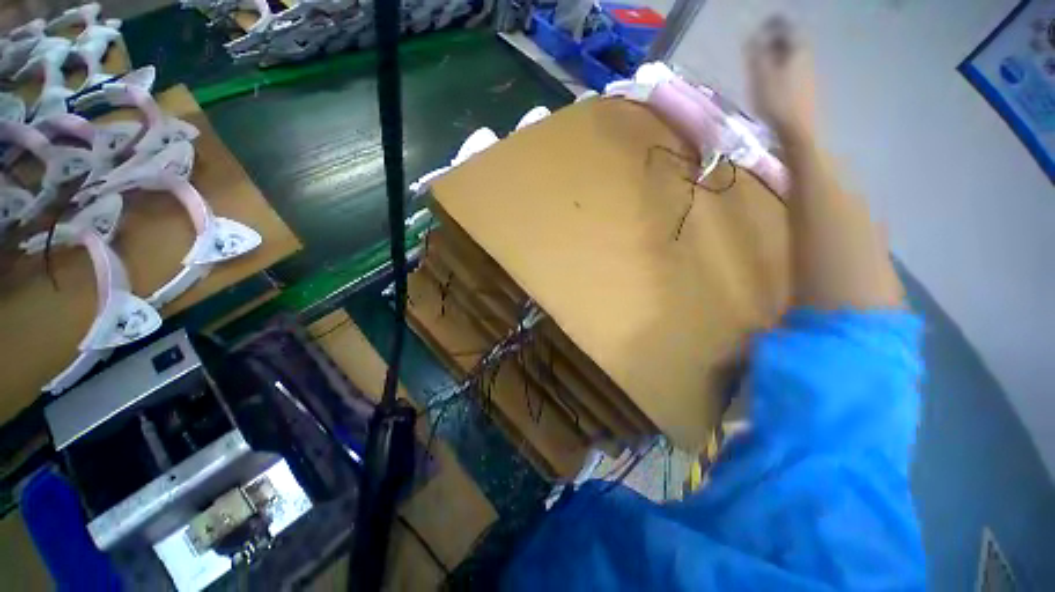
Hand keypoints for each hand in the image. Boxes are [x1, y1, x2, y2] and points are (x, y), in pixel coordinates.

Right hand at [746, 16, 815, 139]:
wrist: (796, 132)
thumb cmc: (776, 103)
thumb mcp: (761, 76)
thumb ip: (755, 54)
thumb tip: (751, 35)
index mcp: (797, 49)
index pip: (785, 28)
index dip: (772, 25)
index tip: (759, 27)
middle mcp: (806, 57)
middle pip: (790, 42)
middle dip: (775, 40)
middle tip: (760, 42)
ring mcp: (808, 75)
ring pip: (792, 57)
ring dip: (778, 56)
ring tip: (763, 61)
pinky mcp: (805, 91)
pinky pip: (792, 72)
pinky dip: (782, 70)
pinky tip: (773, 80)